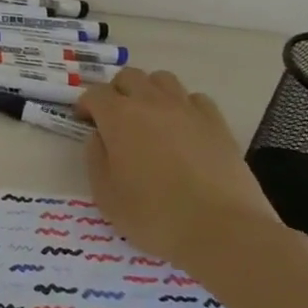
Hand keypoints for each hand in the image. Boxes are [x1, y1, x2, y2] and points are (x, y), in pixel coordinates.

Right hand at [75, 68, 277, 264]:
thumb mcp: (105, 195)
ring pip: (163, 79)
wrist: (222, 231)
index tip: (85, 122)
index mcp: (119, 117)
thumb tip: (100, 138)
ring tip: (150, 118)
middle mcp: (152, 103)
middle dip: (117, 91)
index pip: (95, 94)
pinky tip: (183, 129)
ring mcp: (188, 110)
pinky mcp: (217, 123)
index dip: (86, 105)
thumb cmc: (154, 216)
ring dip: (150, 92)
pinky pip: (195, 99)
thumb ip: (95, 158)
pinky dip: (184, 106)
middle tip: (115, 119)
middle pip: (129, 76)